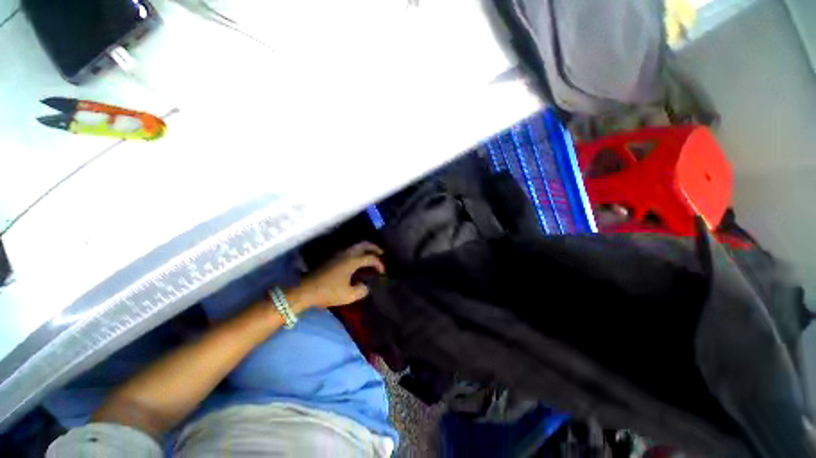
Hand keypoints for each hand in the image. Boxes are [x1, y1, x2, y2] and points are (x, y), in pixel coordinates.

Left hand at [289, 242, 384, 309]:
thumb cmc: (328, 292)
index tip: (383, 272)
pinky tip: (357, 261)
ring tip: (371, 255)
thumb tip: (365, 286)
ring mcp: (338, 255)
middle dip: (374, 247)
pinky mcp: (332, 258)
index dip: (379, 264)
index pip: (370, 258)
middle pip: (363, 244)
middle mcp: (346, 254)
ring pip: (355, 246)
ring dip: (365, 249)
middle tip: (381, 253)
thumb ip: (361, 290)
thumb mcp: (349, 296)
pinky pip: (349, 251)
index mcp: (352, 261)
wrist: (306, 290)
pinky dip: (357, 252)